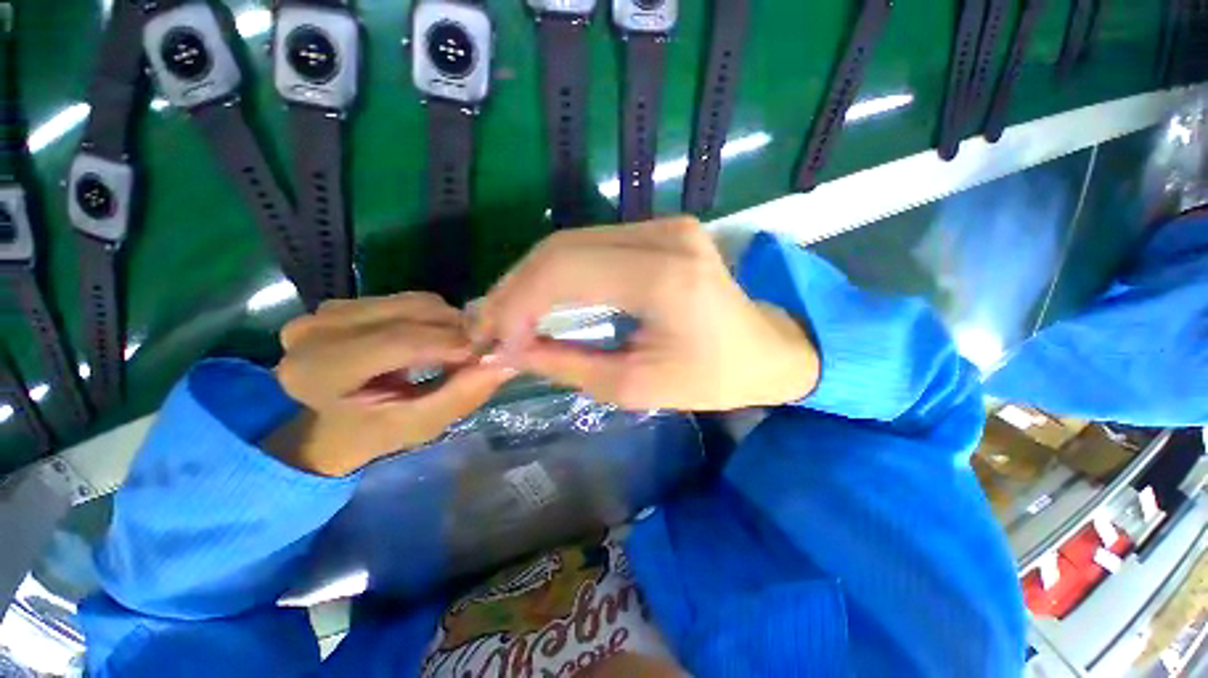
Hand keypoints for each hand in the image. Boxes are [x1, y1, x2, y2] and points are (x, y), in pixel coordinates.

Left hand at [267, 293, 513, 475]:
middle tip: (478, 353)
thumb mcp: (419, 425)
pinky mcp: (347, 302)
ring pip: (413, 302)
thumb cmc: (374, 432)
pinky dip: (435, 318)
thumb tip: (505, 363)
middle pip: (409, 313)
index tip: (488, 353)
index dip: (450, 344)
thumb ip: (460, 395)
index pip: (398, 341)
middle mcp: (313, 330)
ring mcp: (328, 310)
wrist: (333, 424)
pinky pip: (409, 299)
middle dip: (455, 331)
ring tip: (457, 350)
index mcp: (318, 371)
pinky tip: (436, 340)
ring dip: (448, 324)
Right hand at [475, 217, 819, 410]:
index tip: (495, 341)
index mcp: (664, 278)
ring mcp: (665, 225)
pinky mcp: (662, 229)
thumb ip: (567, 364)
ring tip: (506, 315)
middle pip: (562, 249)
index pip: (565, 272)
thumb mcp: (636, 384)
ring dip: (533, 278)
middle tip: (488, 325)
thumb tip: (511, 350)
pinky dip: (559, 272)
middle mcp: (664, 236)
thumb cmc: (712, 378)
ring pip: (572, 243)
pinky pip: (592, 245)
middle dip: (516, 288)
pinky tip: (542, 297)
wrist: (765, 349)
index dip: (518, 304)